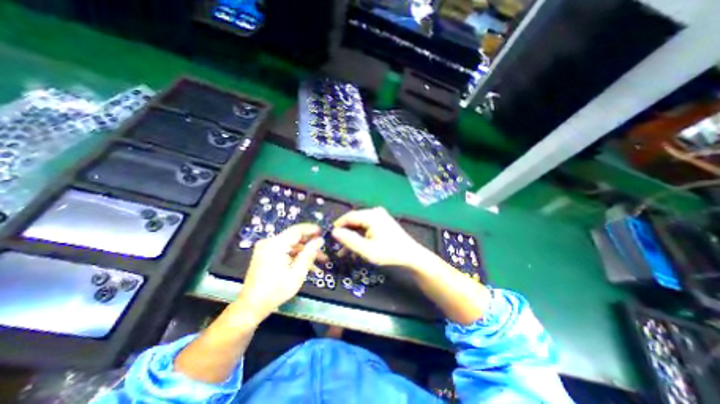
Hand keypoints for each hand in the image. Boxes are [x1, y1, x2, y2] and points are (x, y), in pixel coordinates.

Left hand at [236, 224, 323, 321]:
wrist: (252, 306)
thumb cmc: (275, 291)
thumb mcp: (297, 273)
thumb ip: (309, 254)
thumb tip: (319, 240)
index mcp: (276, 245)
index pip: (297, 230)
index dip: (311, 229)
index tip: (323, 232)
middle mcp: (269, 243)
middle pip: (294, 237)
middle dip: (310, 244)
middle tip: (323, 249)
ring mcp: (266, 248)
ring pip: (291, 245)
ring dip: (304, 251)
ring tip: (319, 260)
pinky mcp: (265, 254)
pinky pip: (284, 250)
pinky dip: (295, 255)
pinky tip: (306, 264)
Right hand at [333, 209, 426, 268]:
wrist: (411, 256)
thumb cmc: (389, 253)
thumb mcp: (367, 250)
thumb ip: (349, 240)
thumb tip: (334, 232)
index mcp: (371, 215)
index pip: (349, 217)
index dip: (338, 226)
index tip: (330, 238)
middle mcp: (375, 212)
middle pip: (354, 221)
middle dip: (345, 235)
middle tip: (337, 248)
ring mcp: (379, 216)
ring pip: (359, 226)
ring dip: (352, 238)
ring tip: (345, 253)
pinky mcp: (382, 222)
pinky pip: (366, 228)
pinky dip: (360, 237)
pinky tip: (356, 249)